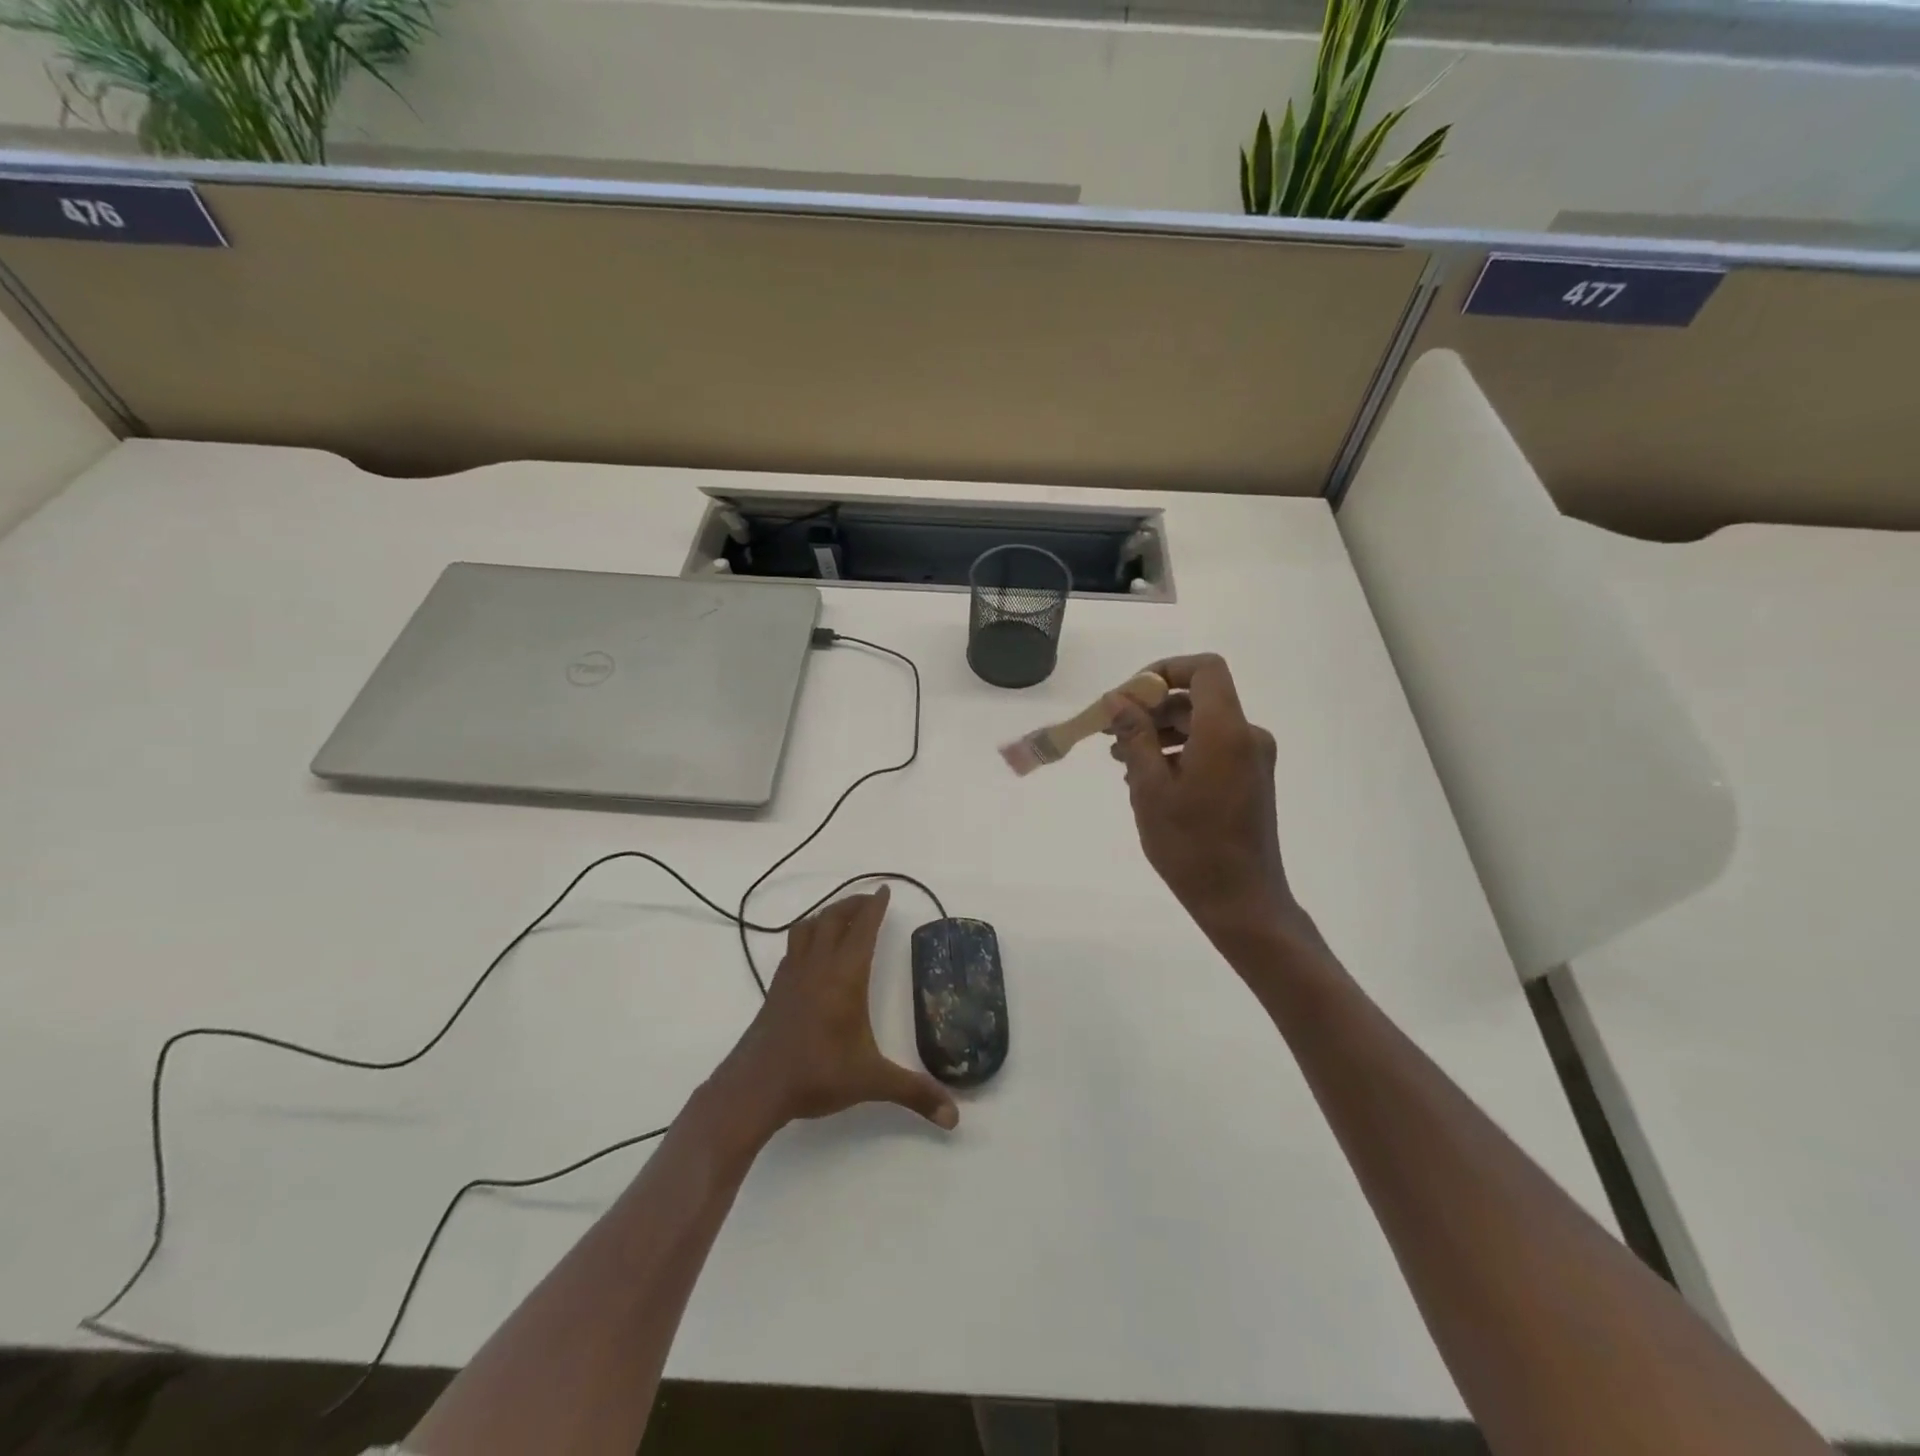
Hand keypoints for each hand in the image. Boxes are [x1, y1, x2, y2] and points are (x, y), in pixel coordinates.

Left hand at [716, 886, 958, 1137]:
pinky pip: (793, 948)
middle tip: (868, 901)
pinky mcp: (776, 989)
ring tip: (840, 918)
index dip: (875, 907)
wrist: (755, 1087)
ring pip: (808, 928)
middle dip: (852, 905)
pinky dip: (807, 937)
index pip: (863, 929)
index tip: (884, 889)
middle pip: (833, 919)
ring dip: (826, 915)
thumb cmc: (816, 1075)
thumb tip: (955, 1116)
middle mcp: (818, 967)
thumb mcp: (871, 1082)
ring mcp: (792, 975)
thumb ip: (914, 1093)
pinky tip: (811, 953)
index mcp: (845, 976)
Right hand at [1107, 654, 1298, 940]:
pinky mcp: (1250, 780)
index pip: (1204, 669)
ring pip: (1202, 725)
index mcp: (1226, 731)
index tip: (1129, 694)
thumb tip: (1117, 699)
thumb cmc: (1191, 845)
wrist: (1241, 901)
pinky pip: (1211, 748)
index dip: (1166, 670)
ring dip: (1161, 732)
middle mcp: (1247, 736)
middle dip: (1152, 708)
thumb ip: (1135, 736)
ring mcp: (1252, 759)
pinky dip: (1179, 751)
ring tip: (1120, 758)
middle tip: (1110, 731)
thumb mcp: (1150, 788)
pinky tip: (1148, 777)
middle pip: (1198, 698)